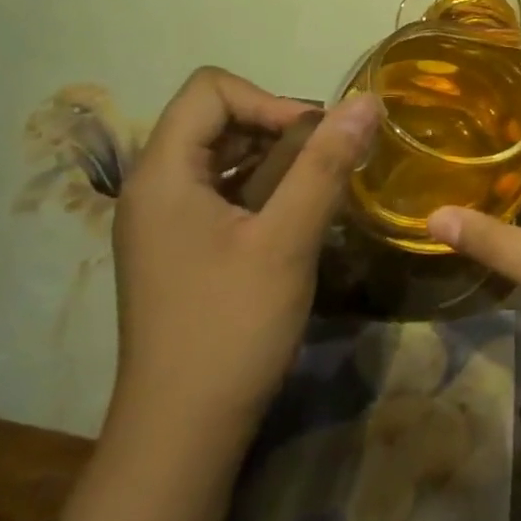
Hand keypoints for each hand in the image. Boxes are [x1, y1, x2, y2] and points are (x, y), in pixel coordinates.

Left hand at [110, 67, 380, 447]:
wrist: (183, 431)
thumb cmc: (232, 327)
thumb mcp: (287, 240)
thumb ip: (326, 165)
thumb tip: (367, 101)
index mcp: (162, 174)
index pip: (211, 90)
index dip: (270, 100)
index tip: (316, 141)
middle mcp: (153, 188)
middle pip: (215, 120)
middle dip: (278, 129)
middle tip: (327, 166)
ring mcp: (163, 223)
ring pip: (222, 158)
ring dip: (276, 162)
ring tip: (319, 193)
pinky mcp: (180, 250)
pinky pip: (222, 194)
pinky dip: (263, 192)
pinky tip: (297, 223)